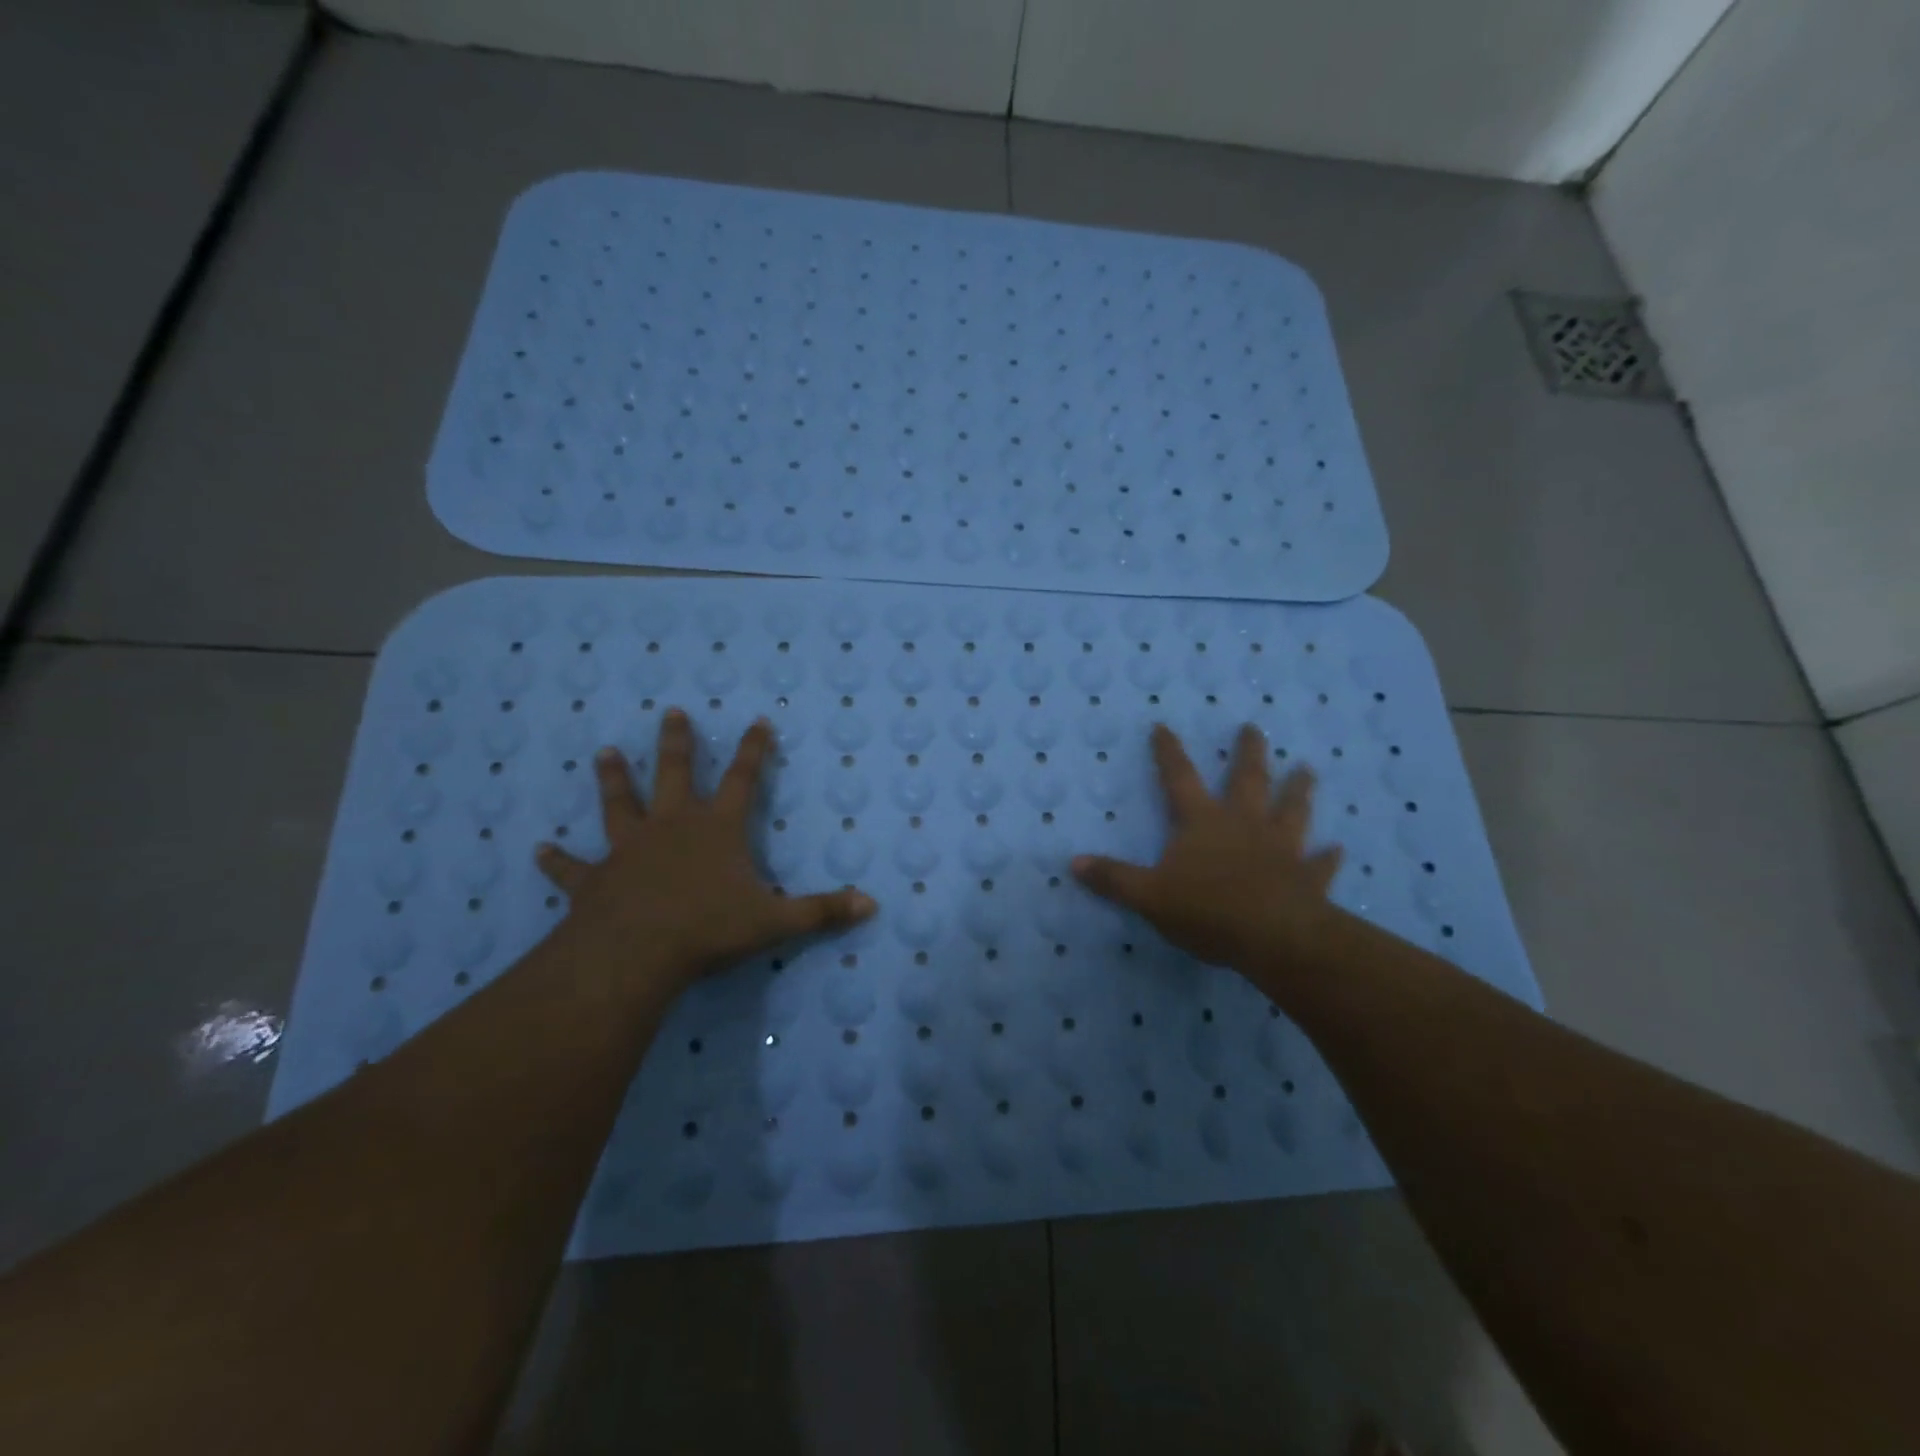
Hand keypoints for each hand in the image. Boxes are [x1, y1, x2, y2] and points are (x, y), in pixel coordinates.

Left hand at [535, 709, 875, 992]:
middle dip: (676, 743)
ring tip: (603, 752)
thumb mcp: (776, 922)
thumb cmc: (708, 929)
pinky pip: (572, 866)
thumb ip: (822, 911)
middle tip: (670, 712)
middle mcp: (672, 827)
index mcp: (717, 829)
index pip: (743, 779)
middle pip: (674, 774)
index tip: (758, 721)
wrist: (635, 953)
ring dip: (613, 779)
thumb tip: (872, 905)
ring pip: (620, 804)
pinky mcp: (595, 879)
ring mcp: (629, 849)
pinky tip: (538, 849)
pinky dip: (556, 859)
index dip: (754, 750)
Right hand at [1072, 724, 1344, 978]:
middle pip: (1247, 780)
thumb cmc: (1208, 911)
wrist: (1275, 939)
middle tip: (1254, 728)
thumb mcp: (1148, 896)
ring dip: (1298, 790)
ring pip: (1291, 810)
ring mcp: (1281, 849)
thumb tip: (1074, 862)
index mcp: (1203, 823)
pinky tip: (1338, 850)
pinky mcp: (1307, 878)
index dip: (1169, 752)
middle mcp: (1244, 825)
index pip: (1179, 778)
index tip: (1163, 726)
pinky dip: (1328, 857)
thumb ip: (1113, 878)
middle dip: (1249, 753)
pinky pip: (1320, 864)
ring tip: (1308, 769)